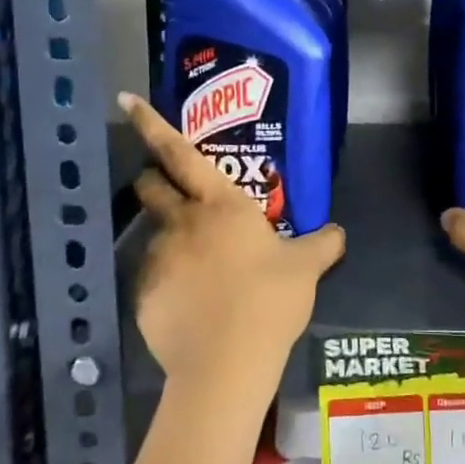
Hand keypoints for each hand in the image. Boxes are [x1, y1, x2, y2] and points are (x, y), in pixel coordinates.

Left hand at [120, 93, 345, 399]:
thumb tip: (338, 231)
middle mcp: (181, 221)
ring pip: (155, 234)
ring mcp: (157, 258)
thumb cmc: (269, 300)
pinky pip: (155, 278)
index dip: (151, 123)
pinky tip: (192, 306)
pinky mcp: (143, 294)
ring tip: (200, 271)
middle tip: (171, 189)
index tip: (126, 99)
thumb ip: (322, 244)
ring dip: (172, 240)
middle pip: (150, 185)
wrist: (226, 364)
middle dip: (153, 178)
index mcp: (220, 203)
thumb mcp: (306, 268)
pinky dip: (170, 283)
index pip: (179, 152)